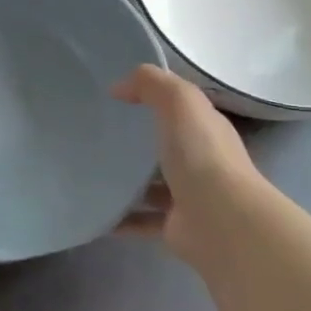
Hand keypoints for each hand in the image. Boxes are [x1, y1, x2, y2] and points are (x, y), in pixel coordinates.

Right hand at [112, 65, 266, 266]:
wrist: (222, 222)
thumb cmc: (202, 155)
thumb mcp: (180, 102)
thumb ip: (151, 84)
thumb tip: (119, 88)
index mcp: (205, 129)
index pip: (179, 109)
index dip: (152, 98)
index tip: (113, 97)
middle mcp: (200, 161)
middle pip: (164, 146)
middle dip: (135, 141)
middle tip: (94, 134)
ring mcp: (188, 196)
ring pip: (151, 185)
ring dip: (126, 182)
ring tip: (88, 172)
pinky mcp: (174, 226)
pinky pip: (141, 220)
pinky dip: (120, 218)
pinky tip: (95, 212)